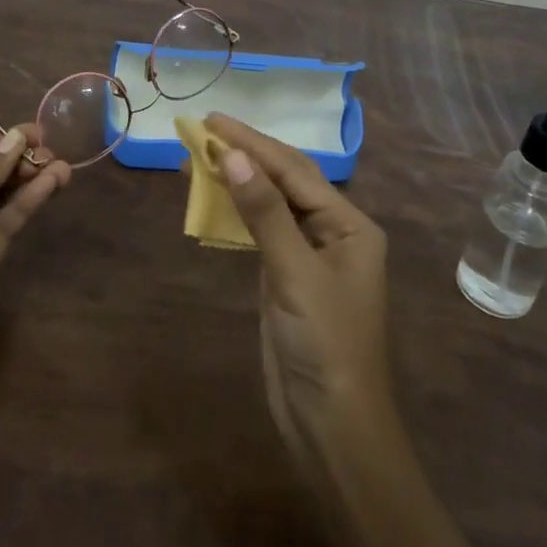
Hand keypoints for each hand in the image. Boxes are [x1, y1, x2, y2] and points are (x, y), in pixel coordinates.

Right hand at [205, 113, 393, 462]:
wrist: (330, 424)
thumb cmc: (325, 343)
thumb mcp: (294, 273)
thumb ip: (263, 212)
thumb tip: (231, 156)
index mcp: (350, 224)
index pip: (294, 170)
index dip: (252, 143)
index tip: (212, 121)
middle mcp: (333, 231)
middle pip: (284, 180)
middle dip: (244, 155)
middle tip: (200, 131)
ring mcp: (309, 254)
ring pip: (269, 204)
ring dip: (236, 181)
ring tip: (196, 158)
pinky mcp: (286, 277)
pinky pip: (260, 231)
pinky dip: (235, 212)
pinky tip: (213, 198)